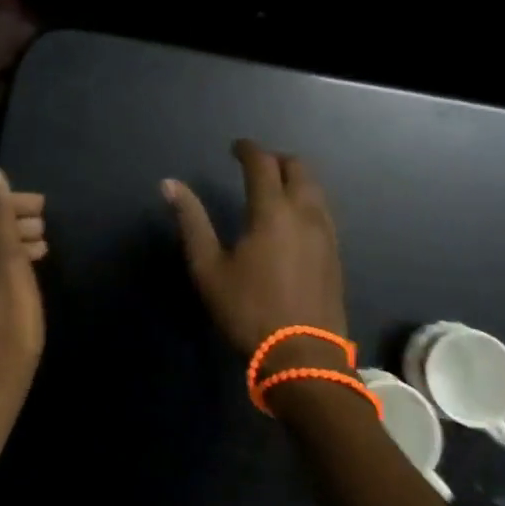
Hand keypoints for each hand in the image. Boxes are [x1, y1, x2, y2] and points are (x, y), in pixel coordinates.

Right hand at [164, 139, 349, 375]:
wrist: (304, 359)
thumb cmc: (249, 311)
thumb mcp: (208, 268)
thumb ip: (191, 221)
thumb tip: (169, 184)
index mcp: (272, 211)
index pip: (262, 163)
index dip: (248, 149)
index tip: (235, 147)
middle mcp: (305, 213)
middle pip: (298, 168)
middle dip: (276, 159)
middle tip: (254, 165)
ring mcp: (326, 234)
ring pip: (315, 188)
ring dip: (295, 178)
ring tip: (273, 188)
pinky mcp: (335, 254)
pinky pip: (323, 210)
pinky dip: (307, 199)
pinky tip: (292, 219)